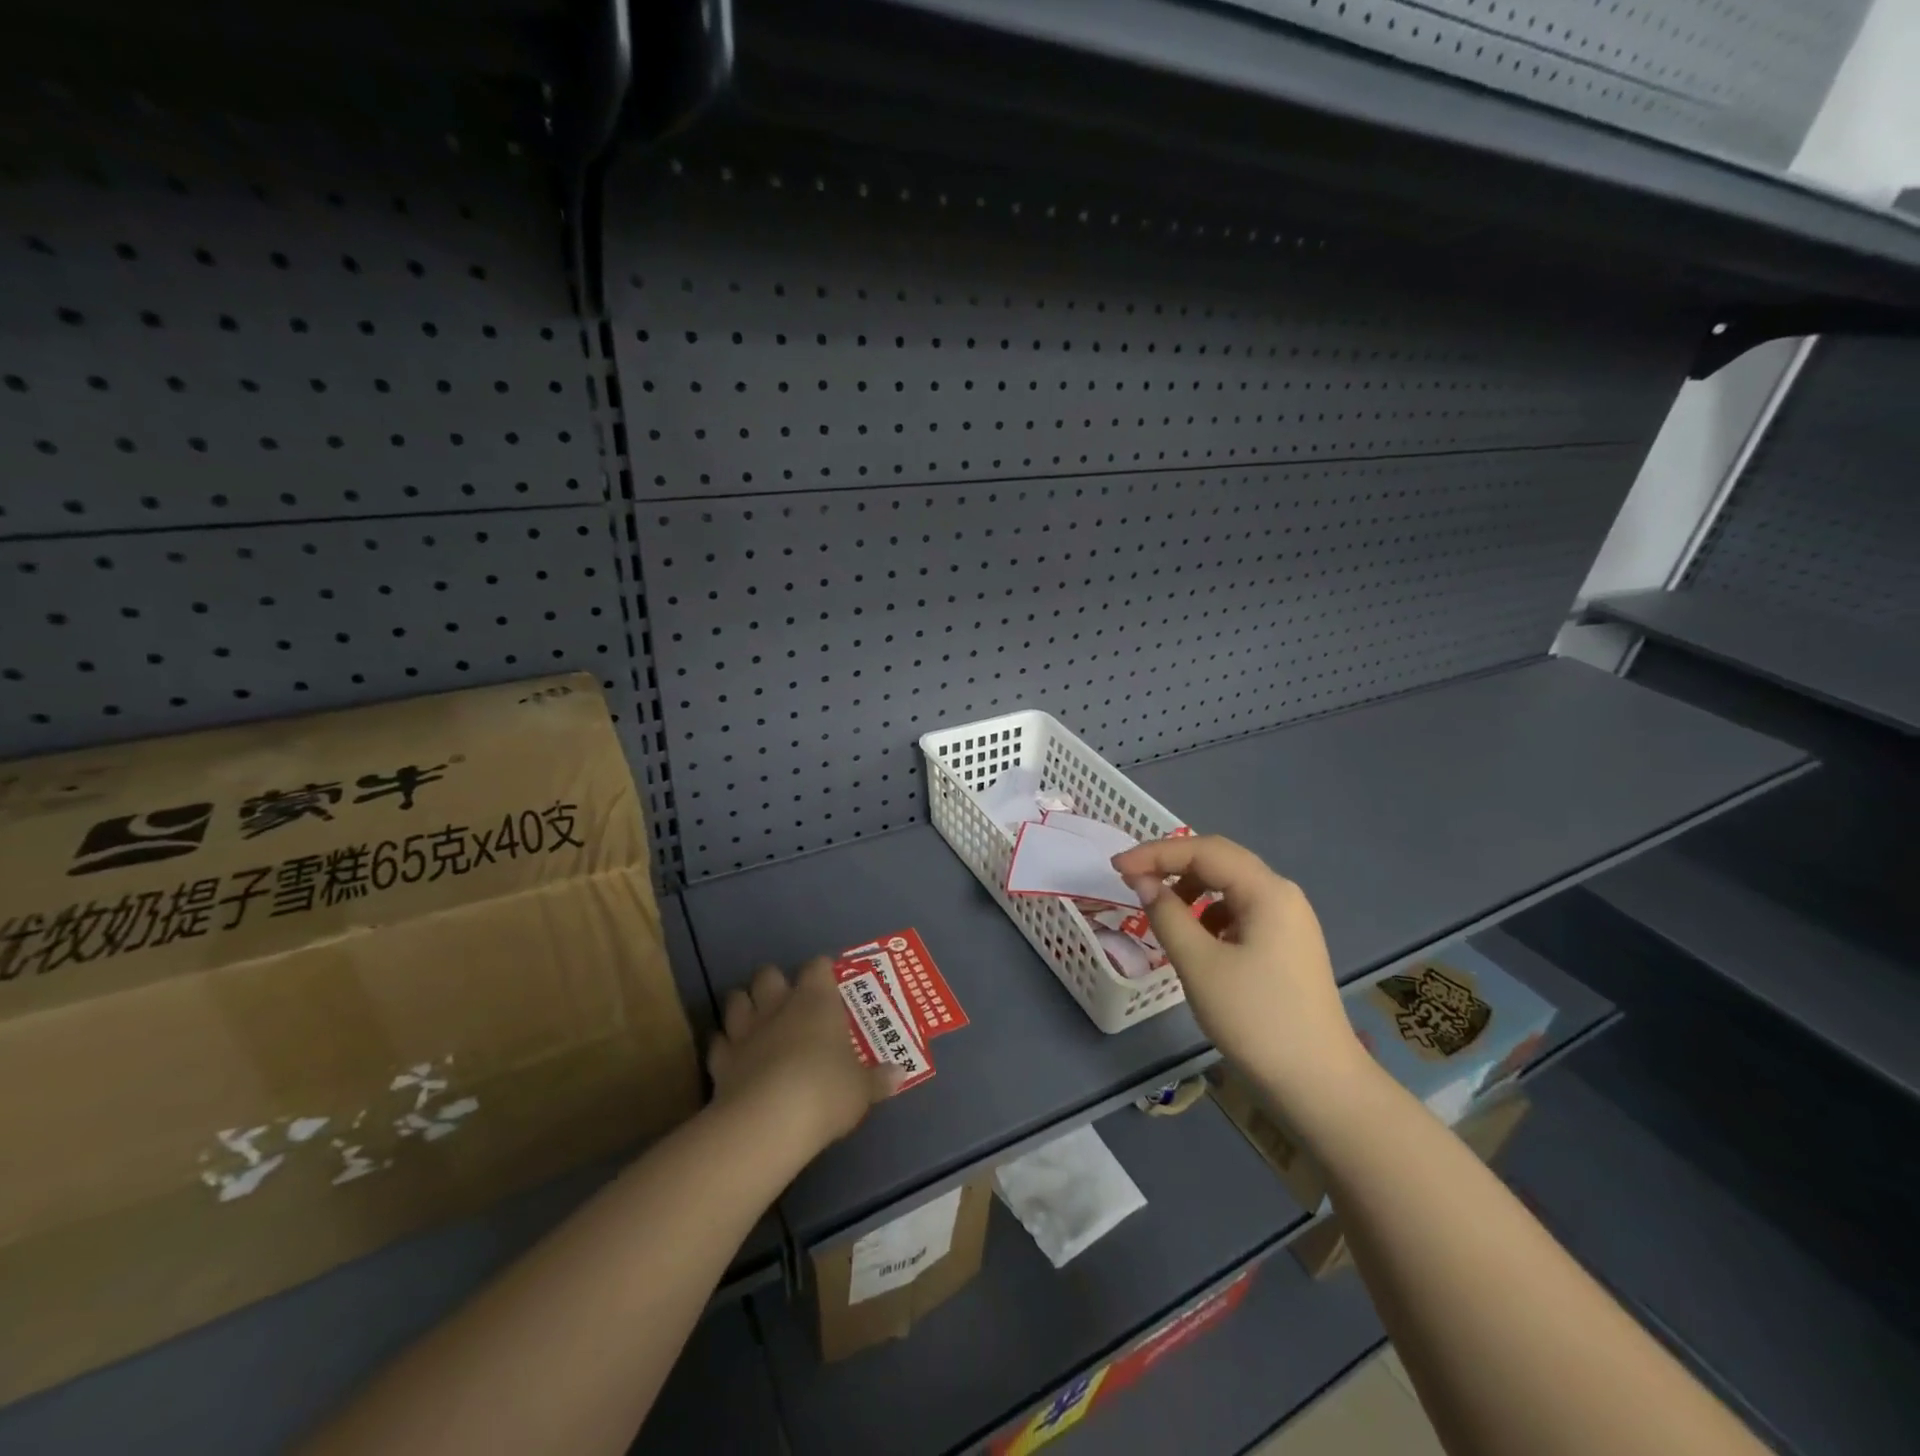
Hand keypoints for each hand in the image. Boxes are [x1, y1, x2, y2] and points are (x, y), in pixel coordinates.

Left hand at [706, 958, 899, 1155]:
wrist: (769, 1120)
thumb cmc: (826, 1091)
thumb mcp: (861, 1089)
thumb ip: (878, 1079)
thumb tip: (900, 1074)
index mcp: (817, 1001)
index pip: (817, 968)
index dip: (822, 970)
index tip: (829, 979)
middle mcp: (779, 1006)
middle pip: (769, 974)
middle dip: (774, 982)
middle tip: (786, 999)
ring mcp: (745, 1031)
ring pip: (736, 999)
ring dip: (744, 1004)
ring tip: (754, 1018)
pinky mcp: (721, 1060)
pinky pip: (718, 1041)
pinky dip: (724, 1044)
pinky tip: (732, 1054)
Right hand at [1111, 835, 1364, 1106]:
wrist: (1319, 1084)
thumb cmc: (1256, 1019)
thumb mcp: (1199, 964)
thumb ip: (1166, 915)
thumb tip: (1143, 882)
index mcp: (1267, 891)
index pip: (1204, 850)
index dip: (1155, 853)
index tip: (1116, 869)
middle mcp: (1282, 895)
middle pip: (1219, 860)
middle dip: (1172, 865)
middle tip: (1131, 879)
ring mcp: (1288, 921)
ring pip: (1229, 886)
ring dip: (1190, 889)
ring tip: (1160, 911)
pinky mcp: (1286, 945)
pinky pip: (1240, 911)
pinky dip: (1209, 913)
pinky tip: (1195, 938)